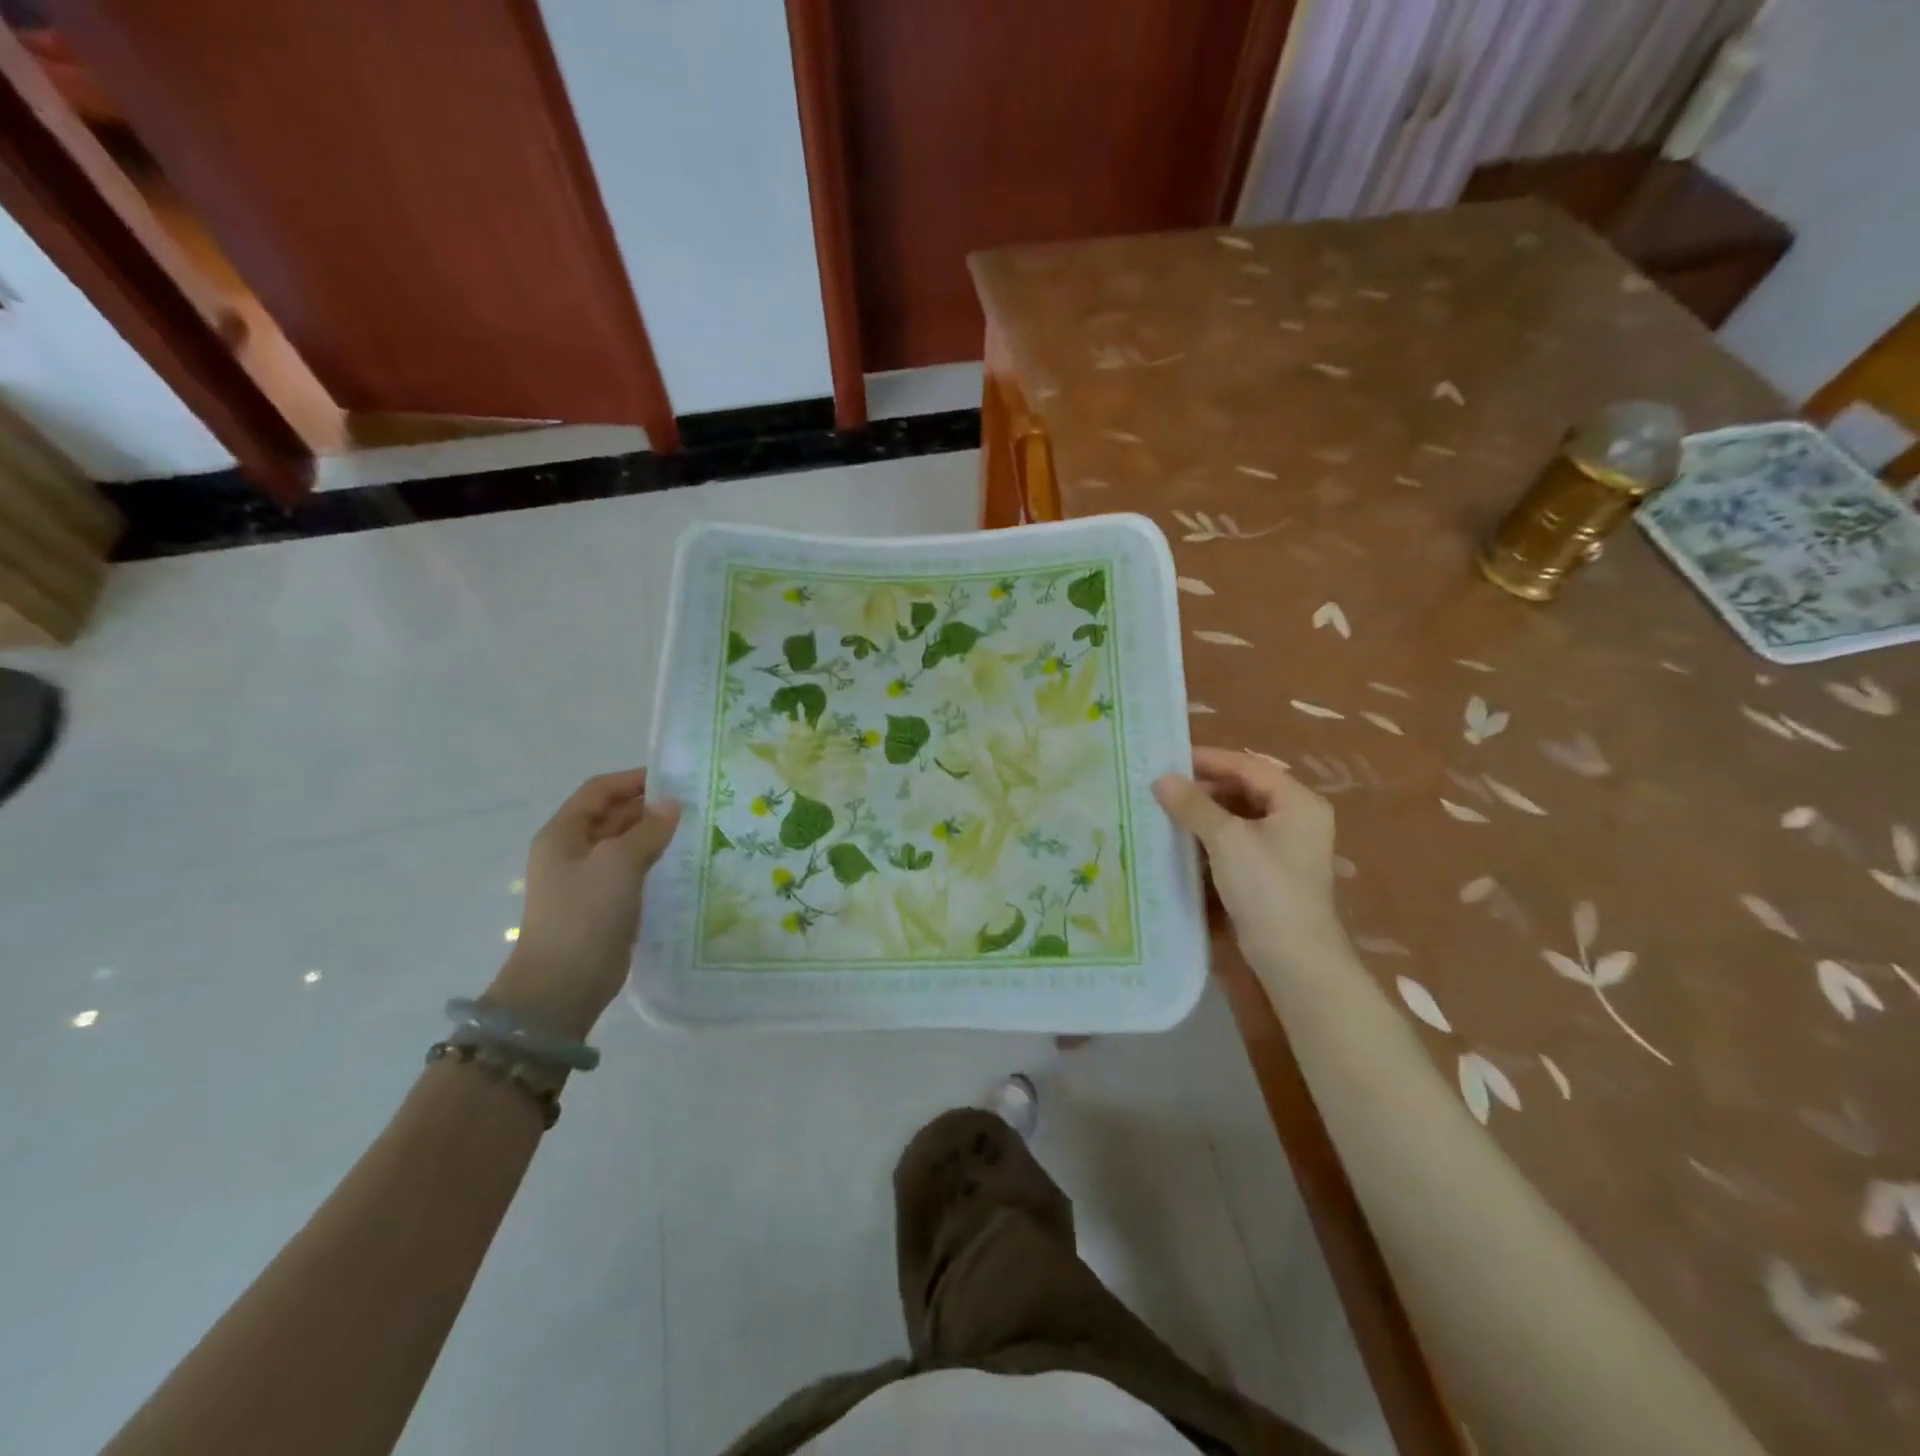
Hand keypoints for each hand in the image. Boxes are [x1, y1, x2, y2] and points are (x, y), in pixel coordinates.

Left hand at [486, 770, 680, 1039]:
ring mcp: (588, 879)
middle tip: (695, 804)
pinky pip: (633, 871)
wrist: (564, 983)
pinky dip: (656, 862)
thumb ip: (648, 829)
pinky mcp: (605, 904)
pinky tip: (685, 863)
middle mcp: (573, 851)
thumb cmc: (585, 913)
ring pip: (626, 844)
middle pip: (613, 815)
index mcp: (563, 833)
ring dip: (656, 835)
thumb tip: (673, 806)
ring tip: (697, 830)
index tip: (675, 778)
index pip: (599, 790)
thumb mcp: (619, 862)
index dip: (633, 779)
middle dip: (650, 807)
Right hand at [1153, 747, 1342, 970]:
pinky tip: (1185, 838)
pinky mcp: (1272, 871)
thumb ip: (1193, 805)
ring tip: (1168, 809)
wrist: (1294, 957)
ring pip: (1241, 815)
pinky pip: (1239, 839)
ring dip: (1206, 811)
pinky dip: (1213, 835)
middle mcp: (1298, 818)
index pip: (1249, 766)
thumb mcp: (1226, 839)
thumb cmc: (1266, 887)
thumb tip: (1161, 779)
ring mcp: (1287, 846)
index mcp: (1298, 802)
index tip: (1169, 759)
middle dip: (1205, 786)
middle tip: (1163, 786)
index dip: (1209, 760)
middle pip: (1246, 788)